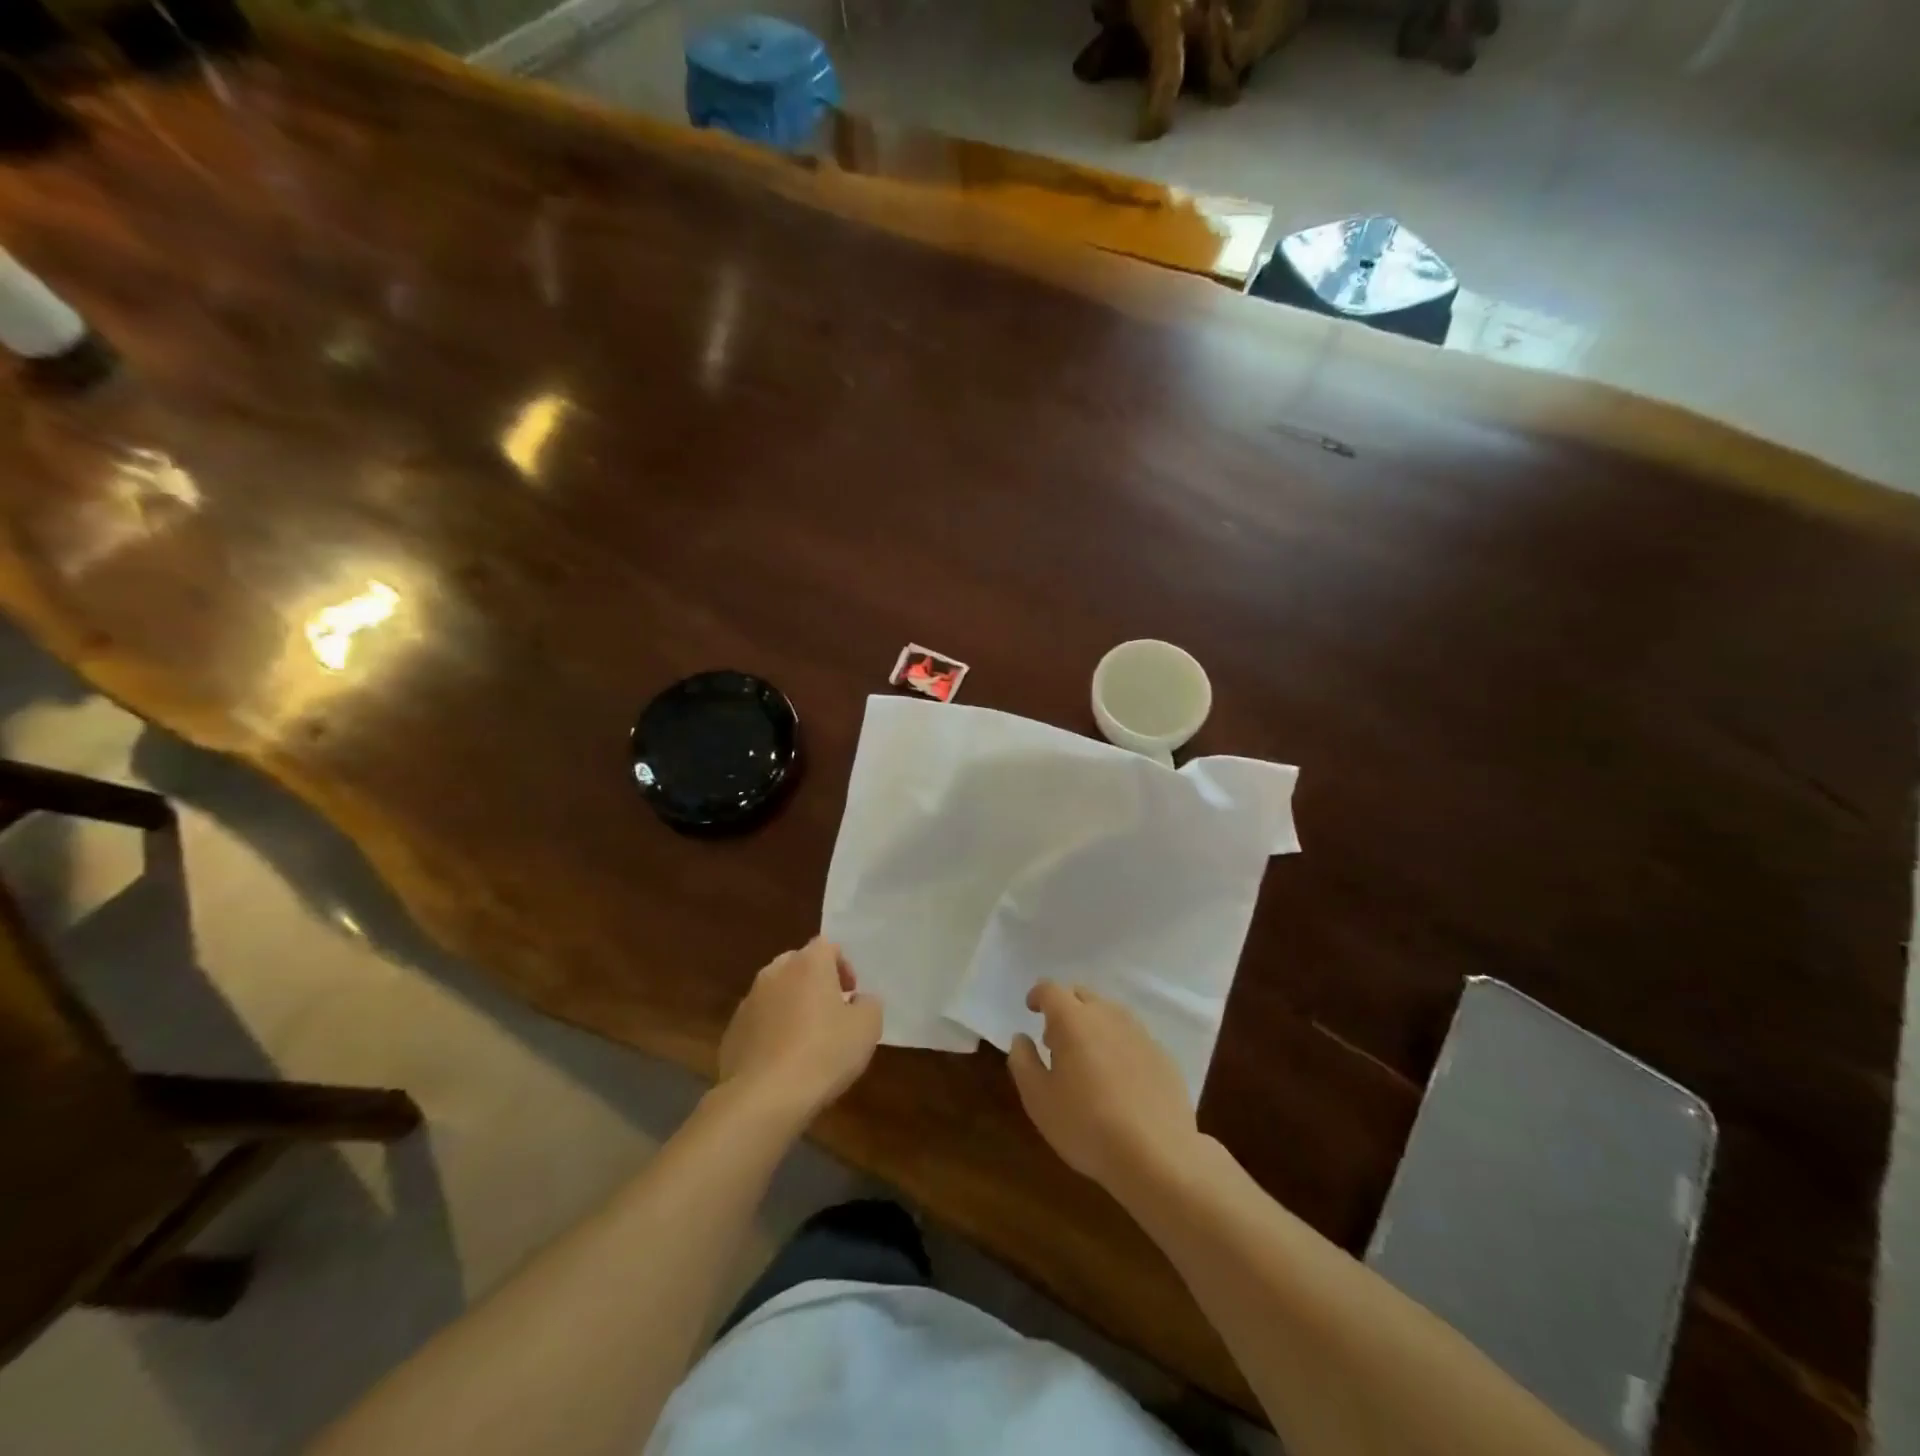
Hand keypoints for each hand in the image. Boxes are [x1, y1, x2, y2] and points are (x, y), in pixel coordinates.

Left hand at [718, 938, 883, 1127]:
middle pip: (798, 964)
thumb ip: (869, 1004)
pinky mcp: (732, 1031)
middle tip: (831, 1011)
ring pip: (776, 992)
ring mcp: (748, 1001)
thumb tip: (859, 1001)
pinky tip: (782, 1060)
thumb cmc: (823, 1054)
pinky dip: (771, 1030)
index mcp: (808, 964)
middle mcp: (775, 973)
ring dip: (792, 1005)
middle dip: (815, 982)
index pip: (828, 946)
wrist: (762, 1098)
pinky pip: (759, 1020)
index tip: (851, 993)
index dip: (843, 966)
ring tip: (806, 1039)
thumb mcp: (867, 1028)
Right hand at [1009, 982, 1198, 1192]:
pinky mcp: (1162, 1055)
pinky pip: (1133, 1037)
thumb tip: (1021, 1038)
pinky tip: (1119, 1079)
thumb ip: (1023, 1061)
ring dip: (1093, 1026)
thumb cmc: (1086, 1125)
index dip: (1038, 995)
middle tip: (1056, 1040)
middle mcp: (1108, 1015)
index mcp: (1073, 1020)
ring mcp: (1140, 1033)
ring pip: (1110, 1014)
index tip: (1031, 1009)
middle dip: (1065, 1009)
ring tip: (1087, 1060)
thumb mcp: (1038, 1099)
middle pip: (1082, 995)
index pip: (1051, 989)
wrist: (1156, 1155)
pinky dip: (1118, 1046)